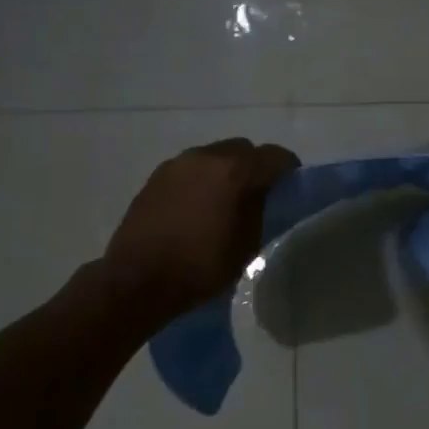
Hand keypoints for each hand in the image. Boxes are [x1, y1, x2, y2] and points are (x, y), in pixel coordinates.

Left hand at [101, 138, 299, 319]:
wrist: (137, 280)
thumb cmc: (201, 266)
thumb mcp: (247, 244)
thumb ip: (260, 209)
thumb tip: (262, 194)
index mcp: (235, 171)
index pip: (275, 156)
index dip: (288, 170)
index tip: (291, 187)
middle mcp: (206, 157)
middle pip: (242, 149)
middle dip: (254, 166)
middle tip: (257, 194)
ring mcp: (177, 164)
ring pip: (213, 157)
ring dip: (225, 172)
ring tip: (225, 201)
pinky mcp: (156, 177)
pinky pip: (190, 169)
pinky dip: (201, 180)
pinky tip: (198, 207)